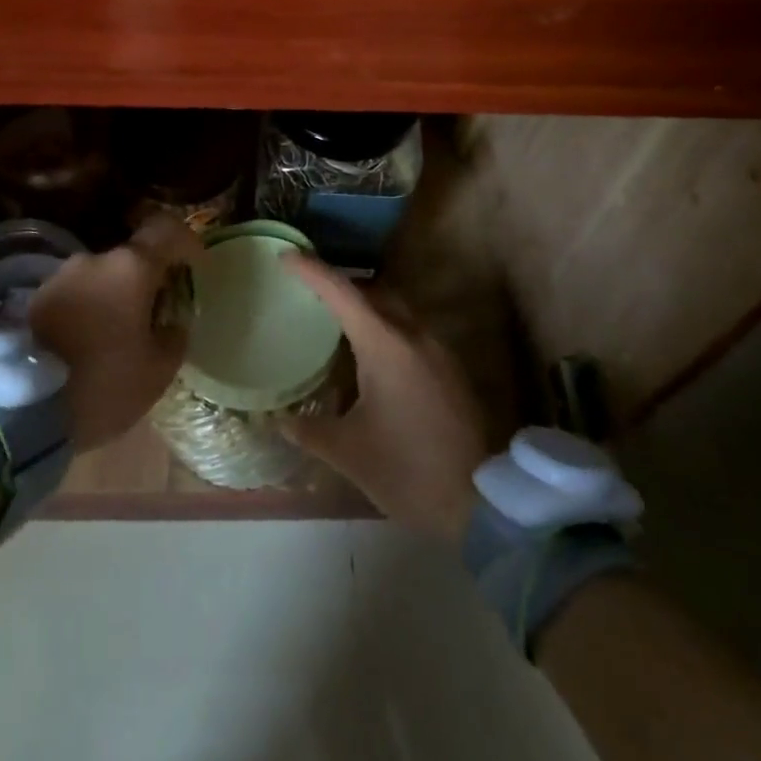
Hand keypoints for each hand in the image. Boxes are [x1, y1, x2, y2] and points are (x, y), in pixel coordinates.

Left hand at [29, 215, 201, 449]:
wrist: (22, 408)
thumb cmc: (104, 384)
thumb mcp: (158, 370)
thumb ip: (174, 336)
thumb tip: (172, 322)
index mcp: (131, 268)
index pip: (166, 230)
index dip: (185, 242)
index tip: (194, 265)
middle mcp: (94, 260)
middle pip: (131, 258)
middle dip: (147, 281)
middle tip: (155, 316)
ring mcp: (60, 276)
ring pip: (101, 277)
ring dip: (115, 296)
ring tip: (119, 335)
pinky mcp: (35, 298)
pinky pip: (76, 294)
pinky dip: (89, 309)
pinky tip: (89, 342)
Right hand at [278, 257, 491, 544]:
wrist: (481, 504)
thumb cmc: (407, 471)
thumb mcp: (347, 452)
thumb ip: (308, 429)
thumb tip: (280, 420)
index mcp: (386, 346)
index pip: (342, 293)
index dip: (312, 270)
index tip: (286, 256)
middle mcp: (415, 336)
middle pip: (372, 291)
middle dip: (339, 284)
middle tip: (307, 289)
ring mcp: (438, 350)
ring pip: (395, 309)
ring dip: (365, 305)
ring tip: (333, 319)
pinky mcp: (450, 369)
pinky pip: (411, 330)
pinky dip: (384, 327)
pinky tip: (369, 355)